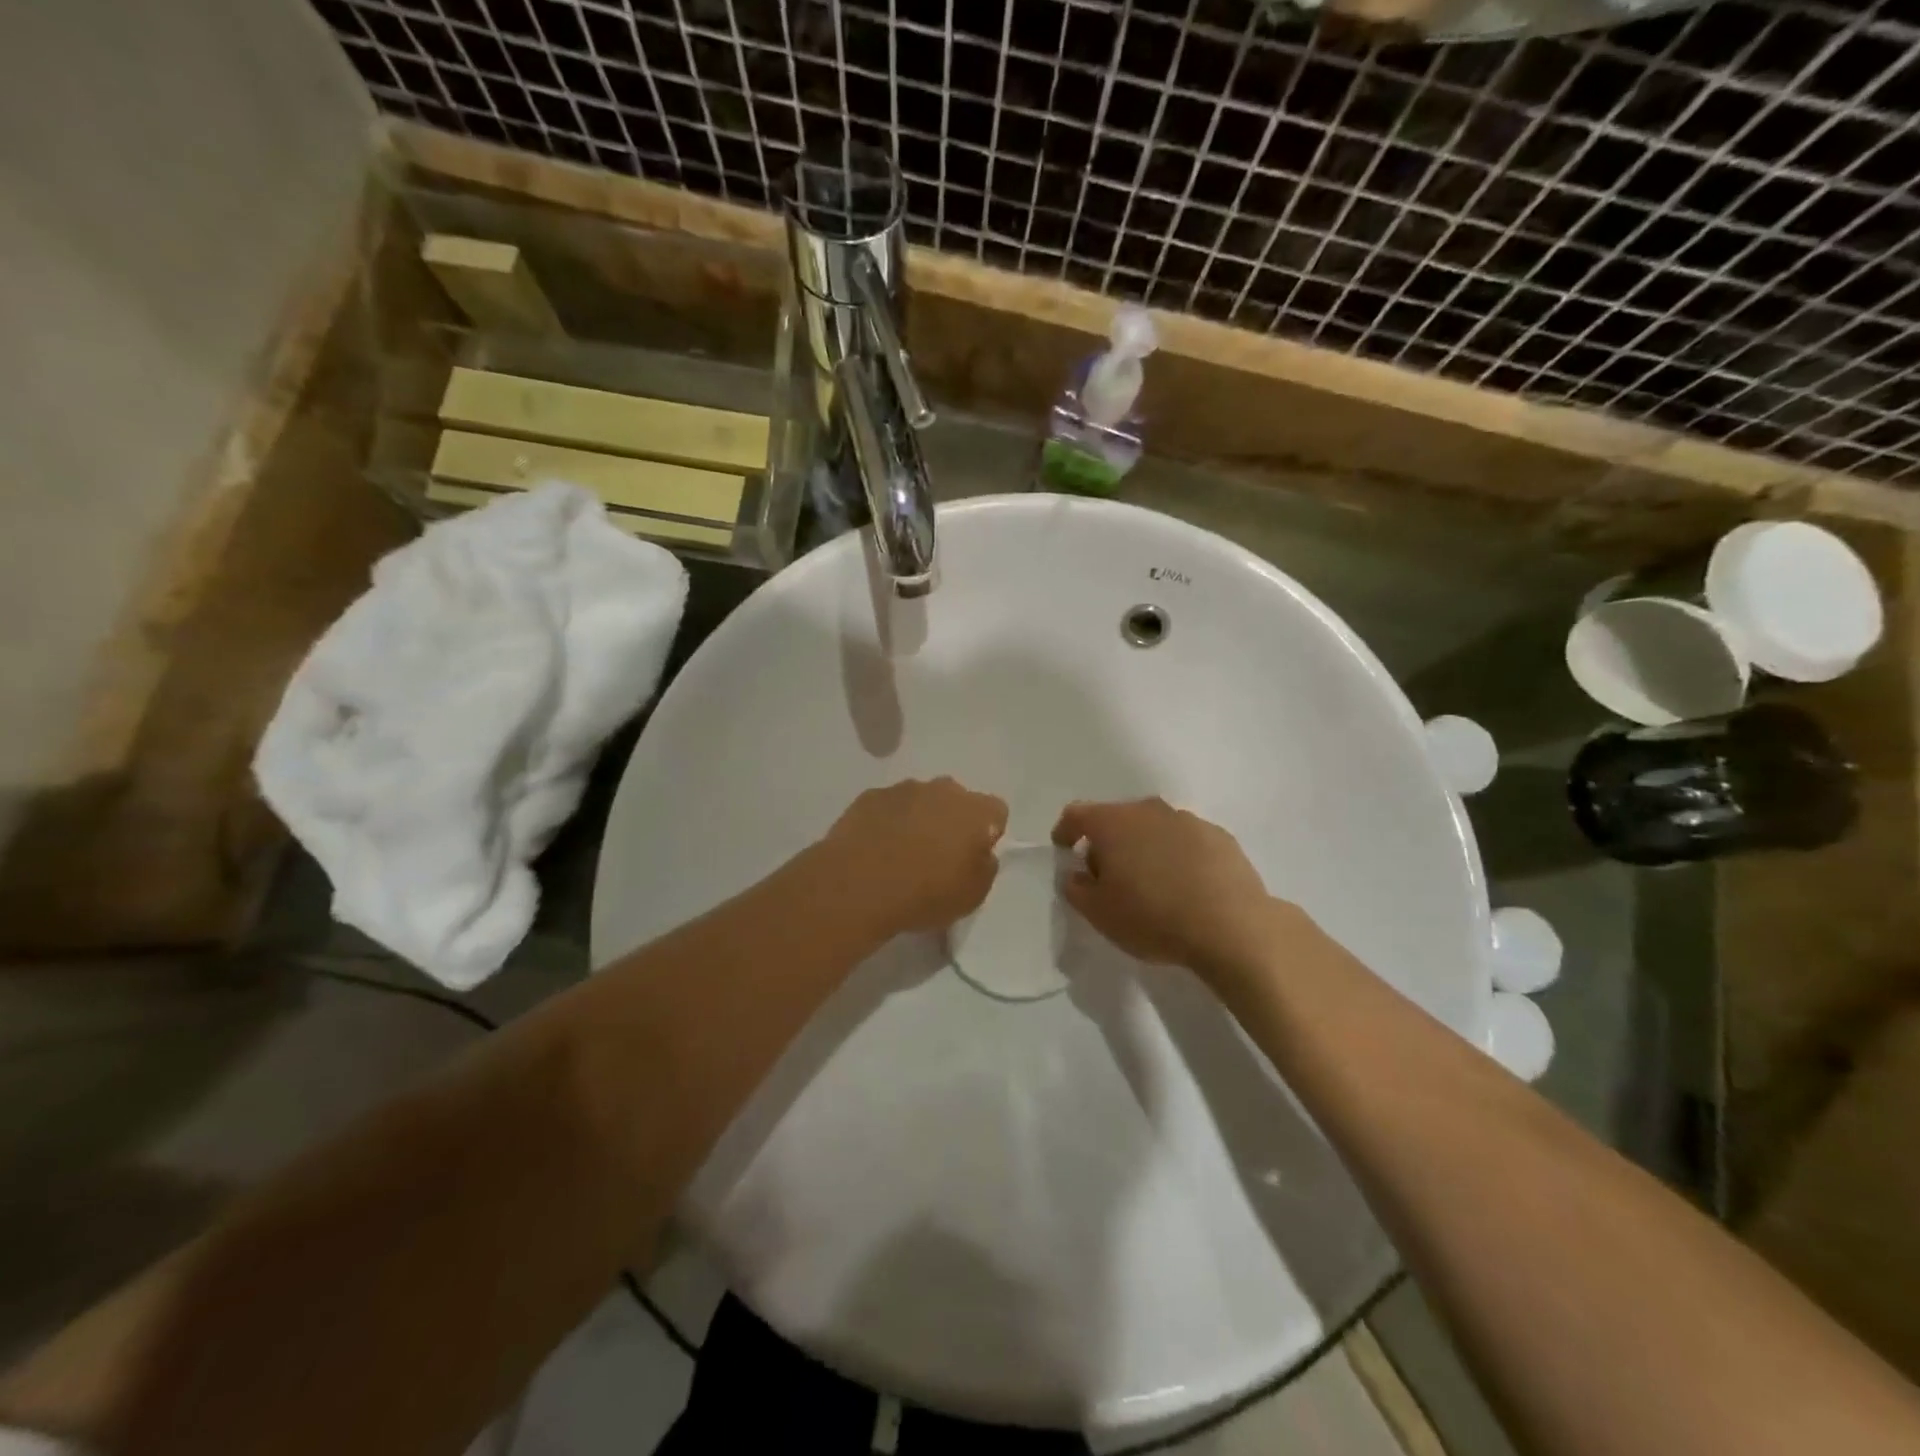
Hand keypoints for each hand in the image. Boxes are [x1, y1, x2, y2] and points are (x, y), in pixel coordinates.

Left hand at [823, 778, 1007, 938]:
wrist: (858, 886)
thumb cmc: (925, 893)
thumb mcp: (973, 895)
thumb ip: (985, 866)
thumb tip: (980, 852)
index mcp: (975, 811)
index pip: (996, 811)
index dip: (988, 832)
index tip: (973, 856)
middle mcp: (942, 790)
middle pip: (957, 799)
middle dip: (952, 820)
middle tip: (939, 854)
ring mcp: (903, 789)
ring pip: (921, 799)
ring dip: (919, 818)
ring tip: (902, 853)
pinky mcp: (869, 796)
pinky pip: (888, 806)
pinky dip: (888, 821)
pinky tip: (877, 848)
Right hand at [1052, 798, 1304, 981]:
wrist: (1232, 927)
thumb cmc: (1153, 917)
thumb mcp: (1098, 913)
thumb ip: (1076, 888)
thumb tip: (1077, 874)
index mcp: (1113, 823)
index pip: (1077, 814)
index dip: (1065, 831)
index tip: (1064, 849)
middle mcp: (1149, 810)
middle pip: (1116, 819)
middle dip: (1107, 843)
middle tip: (1108, 877)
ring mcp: (1188, 820)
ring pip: (1153, 828)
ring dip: (1144, 848)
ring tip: (1151, 884)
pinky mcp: (1220, 837)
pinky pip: (1185, 842)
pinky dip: (1177, 856)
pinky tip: (1185, 887)